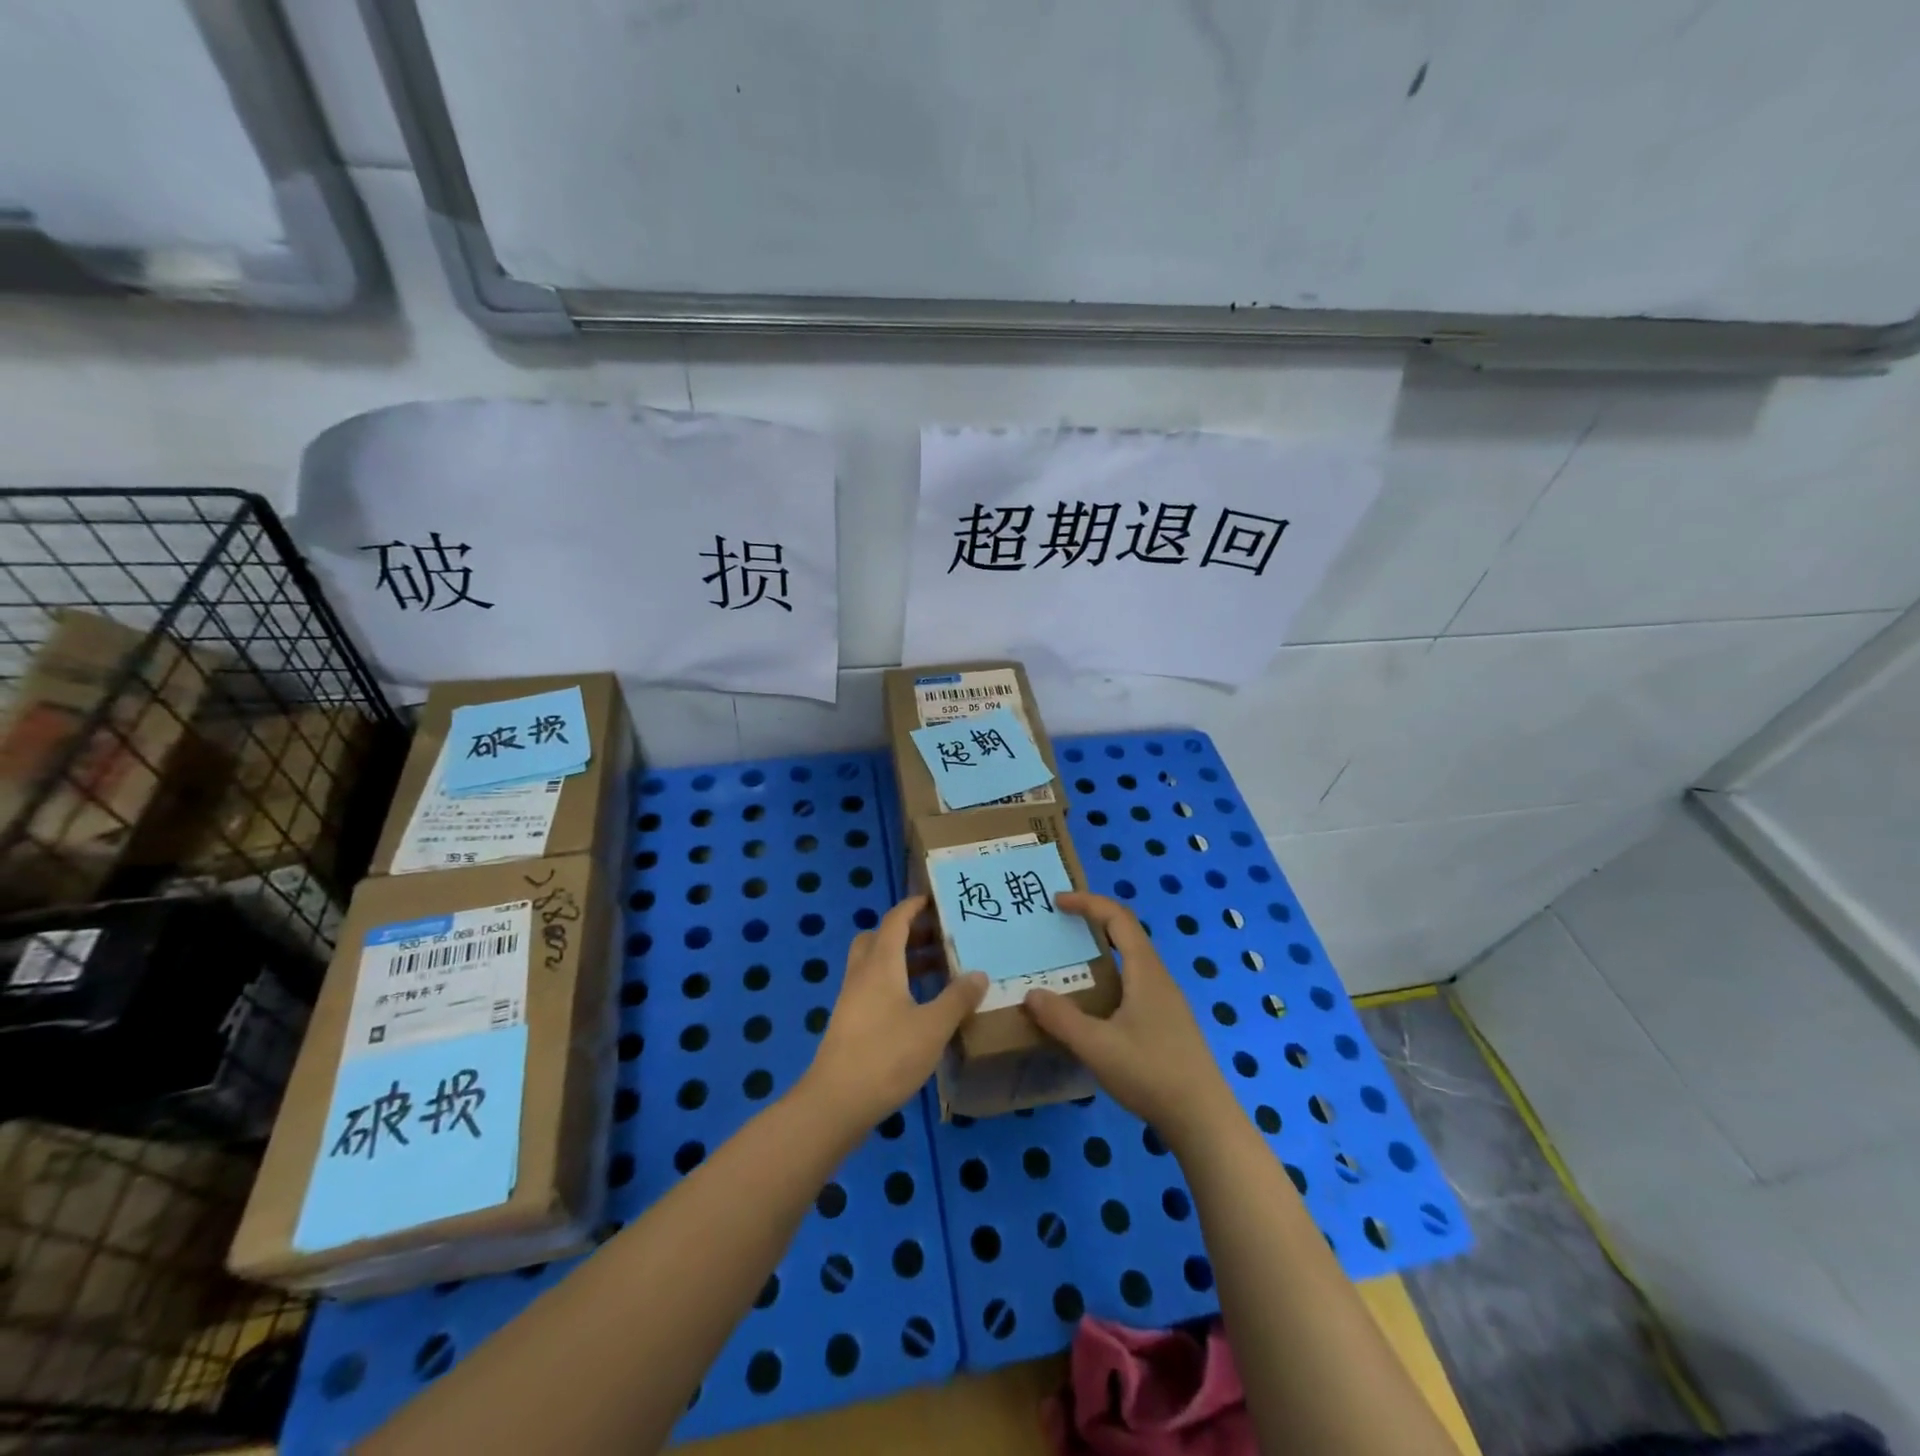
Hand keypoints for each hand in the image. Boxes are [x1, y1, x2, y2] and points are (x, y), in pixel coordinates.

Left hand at [800, 894, 986, 1131]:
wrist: (836, 1103)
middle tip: (938, 937)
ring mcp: (852, 999)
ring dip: (902, 959)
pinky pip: (873, 986)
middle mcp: (862, 974)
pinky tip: (917, 1005)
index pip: (895, 921)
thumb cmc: (886, 1056)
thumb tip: (979, 973)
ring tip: (936, 969)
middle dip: (908, 931)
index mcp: (881, 964)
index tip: (933, 899)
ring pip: (874, 963)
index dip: (912, 906)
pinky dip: (894, 983)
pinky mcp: (849, 1022)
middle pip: (879, 938)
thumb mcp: (933, 1027)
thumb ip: (957, 999)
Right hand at [1023, 891, 1235, 1145]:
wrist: (1204, 1120)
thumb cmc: (1151, 1074)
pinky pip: (1134, 984)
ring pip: (1131, 962)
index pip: (1118, 918)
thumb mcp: (1097, 1046)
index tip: (1058, 902)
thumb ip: (1061, 1019)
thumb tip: (1031, 993)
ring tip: (1069, 963)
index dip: (1088, 903)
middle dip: (1093, 922)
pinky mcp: (1168, 1024)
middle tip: (1060, 927)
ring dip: (1102, 952)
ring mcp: (1167, 1002)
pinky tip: (1094, 1006)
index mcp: (1145, 972)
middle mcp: (1158, 978)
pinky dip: (1110, 978)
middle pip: (1127, 935)